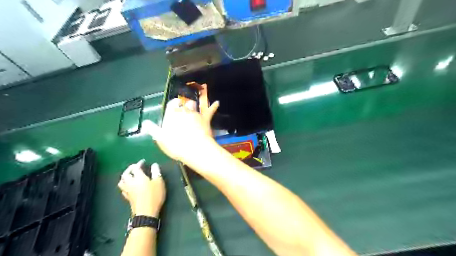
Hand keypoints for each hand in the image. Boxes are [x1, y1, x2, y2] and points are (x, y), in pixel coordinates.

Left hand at [118, 160, 166, 215]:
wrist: (146, 212)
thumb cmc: (154, 195)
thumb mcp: (159, 182)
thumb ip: (156, 172)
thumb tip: (154, 164)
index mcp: (138, 177)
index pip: (136, 168)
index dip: (139, 163)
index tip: (143, 161)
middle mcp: (131, 183)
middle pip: (126, 174)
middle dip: (130, 169)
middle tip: (135, 167)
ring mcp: (128, 191)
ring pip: (122, 181)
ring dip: (125, 176)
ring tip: (130, 175)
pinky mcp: (128, 198)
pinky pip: (123, 189)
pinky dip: (125, 184)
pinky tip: (129, 186)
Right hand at [142, 83, 220, 163]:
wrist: (195, 148)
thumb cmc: (175, 145)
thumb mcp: (160, 139)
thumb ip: (153, 129)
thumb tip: (145, 122)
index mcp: (171, 114)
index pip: (171, 105)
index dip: (172, 104)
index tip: (174, 106)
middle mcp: (183, 111)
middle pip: (183, 105)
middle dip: (183, 106)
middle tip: (182, 111)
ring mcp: (195, 114)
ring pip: (194, 105)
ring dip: (193, 105)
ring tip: (192, 107)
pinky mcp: (205, 118)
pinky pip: (210, 111)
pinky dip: (214, 106)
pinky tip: (217, 103)